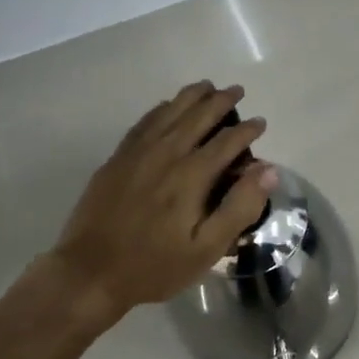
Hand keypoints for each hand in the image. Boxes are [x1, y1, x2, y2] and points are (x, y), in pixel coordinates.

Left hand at [47, 82, 276, 320]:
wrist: (90, 272)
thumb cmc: (154, 266)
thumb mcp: (206, 249)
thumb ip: (240, 207)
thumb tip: (268, 170)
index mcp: (191, 176)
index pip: (226, 141)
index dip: (247, 129)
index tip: (260, 122)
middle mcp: (165, 154)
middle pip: (197, 117)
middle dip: (220, 101)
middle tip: (237, 90)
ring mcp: (136, 154)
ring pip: (168, 112)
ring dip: (190, 96)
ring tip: (206, 86)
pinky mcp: (116, 160)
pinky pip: (143, 123)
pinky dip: (160, 109)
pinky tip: (166, 106)